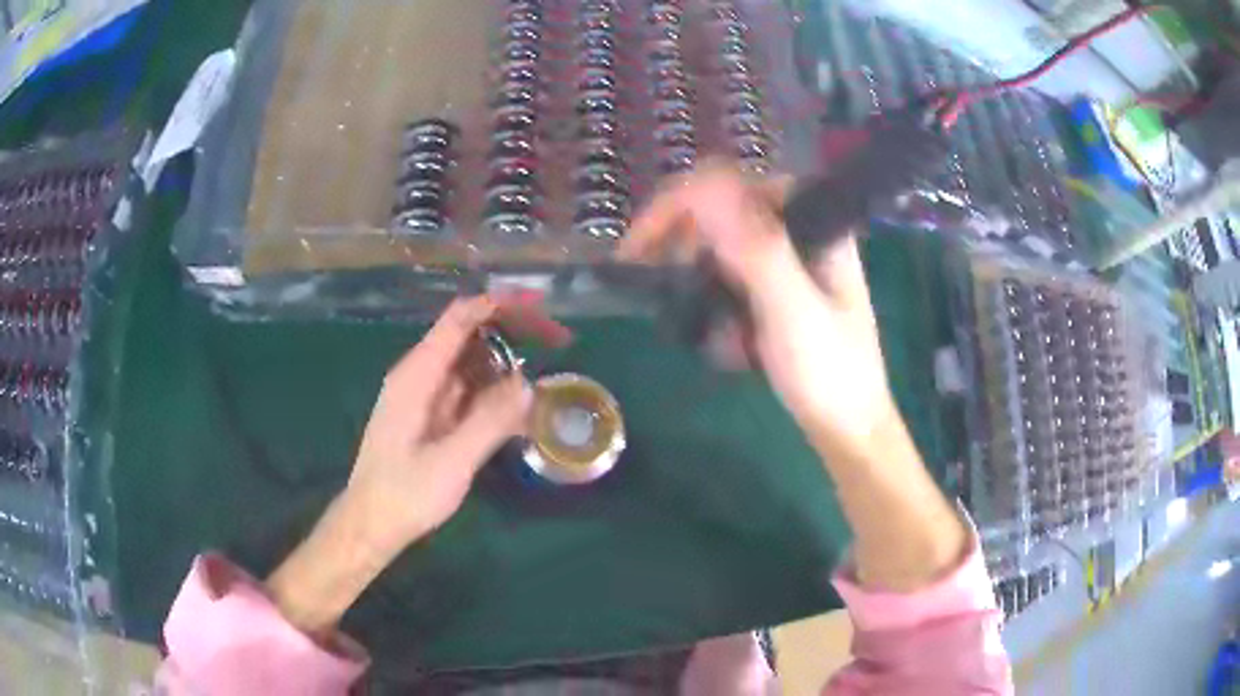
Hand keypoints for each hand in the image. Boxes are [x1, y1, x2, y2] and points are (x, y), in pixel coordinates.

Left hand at [266, 296, 566, 635]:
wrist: (372, 524)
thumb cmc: (406, 494)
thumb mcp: (452, 462)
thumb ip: (490, 421)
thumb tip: (529, 385)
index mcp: (417, 375)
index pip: (459, 319)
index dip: (499, 306)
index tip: (541, 309)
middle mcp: (419, 376)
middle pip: (467, 336)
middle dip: (511, 333)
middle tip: (556, 343)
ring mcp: (423, 396)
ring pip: (470, 365)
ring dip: (506, 366)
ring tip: (545, 376)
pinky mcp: (430, 417)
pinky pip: (466, 392)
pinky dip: (493, 394)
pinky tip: (519, 409)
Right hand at [618, 162, 897, 457]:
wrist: (849, 429)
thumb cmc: (830, 374)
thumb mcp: (793, 311)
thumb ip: (757, 248)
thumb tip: (705, 187)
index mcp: (813, 219)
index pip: (732, 184)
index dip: (679, 206)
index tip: (638, 250)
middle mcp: (799, 227)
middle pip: (721, 210)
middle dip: (688, 254)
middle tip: (661, 294)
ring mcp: (789, 257)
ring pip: (720, 246)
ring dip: (702, 288)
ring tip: (713, 336)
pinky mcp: (778, 286)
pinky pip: (729, 277)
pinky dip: (718, 307)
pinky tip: (731, 347)